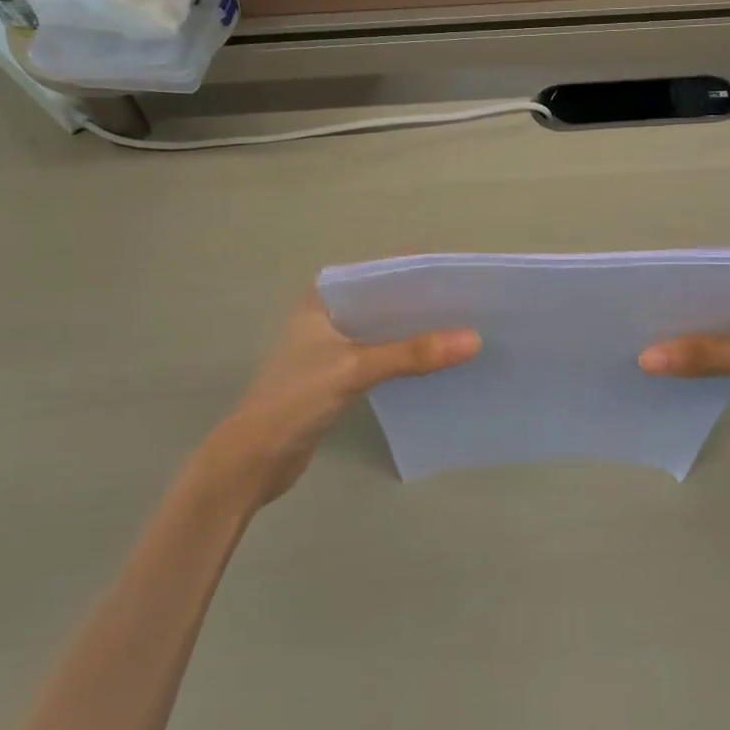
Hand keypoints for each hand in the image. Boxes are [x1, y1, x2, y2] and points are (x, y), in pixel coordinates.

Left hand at [202, 293, 479, 507]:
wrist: (255, 459)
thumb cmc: (295, 400)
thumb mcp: (355, 369)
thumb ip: (412, 354)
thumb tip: (474, 340)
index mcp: (326, 298)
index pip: (380, 271)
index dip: (419, 269)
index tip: (462, 273)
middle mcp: (331, 314)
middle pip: (388, 300)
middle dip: (427, 303)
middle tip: (474, 304)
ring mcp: (336, 346)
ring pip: (388, 330)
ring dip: (420, 332)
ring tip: (466, 329)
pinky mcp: (342, 375)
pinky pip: (385, 356)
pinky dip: (409, 357)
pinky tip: (439, 362)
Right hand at [639, 283, 729, 470]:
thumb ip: (707, 354)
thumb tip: (644, 358)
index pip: (724, 271)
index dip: (684, 279)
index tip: (642, 288)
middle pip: (721, 301)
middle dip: (683, 311)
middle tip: (635, 316)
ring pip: (725, 329)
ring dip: (695, 338)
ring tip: (647, 340)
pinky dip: (709, 359)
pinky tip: (679, 366)